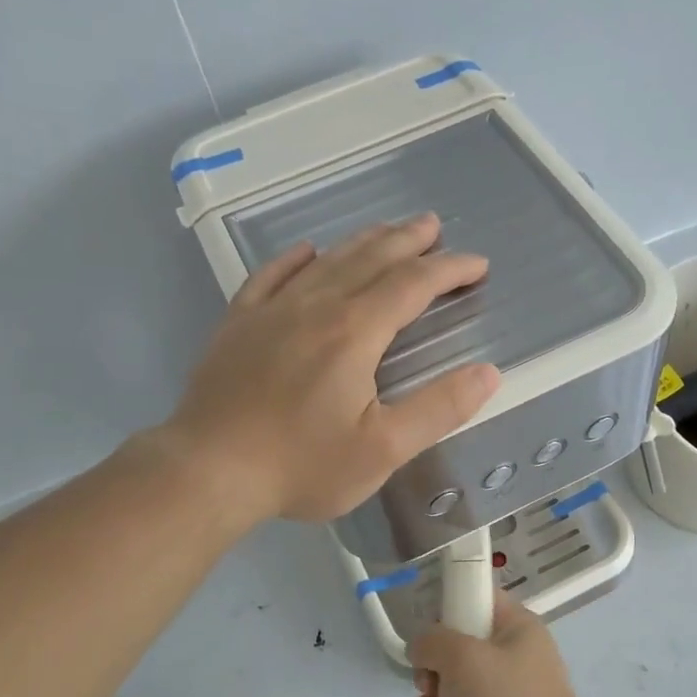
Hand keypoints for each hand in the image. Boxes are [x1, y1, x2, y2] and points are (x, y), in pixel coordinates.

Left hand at [167, 214, 499, 524]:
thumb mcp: (382, 449)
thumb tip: (487, 373)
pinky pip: (271, 276)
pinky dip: (295, 259)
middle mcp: (316, 307)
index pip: (412, 285)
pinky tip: (306, 251)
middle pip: (370, 259)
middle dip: (408, 240)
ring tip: (386, 230)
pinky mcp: (238, 325)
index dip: (449, 270)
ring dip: (362, 242)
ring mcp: (271, 311)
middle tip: (434, 226)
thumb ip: (438, 409)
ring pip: (326, 261)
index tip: (477, 264)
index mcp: (355, 332)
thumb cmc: (301, 465)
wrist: (209, 470)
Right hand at [407, 598, 606, 696]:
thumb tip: (422, 649)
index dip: (447, 610)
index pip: (477, 599)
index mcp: (515, 629)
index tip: (428, 634)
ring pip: (446, 695)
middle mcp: (509, 661)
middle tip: (430, 690)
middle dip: (429, 677)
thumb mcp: (463, 656)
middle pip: (452, 653)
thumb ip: (432, 641)